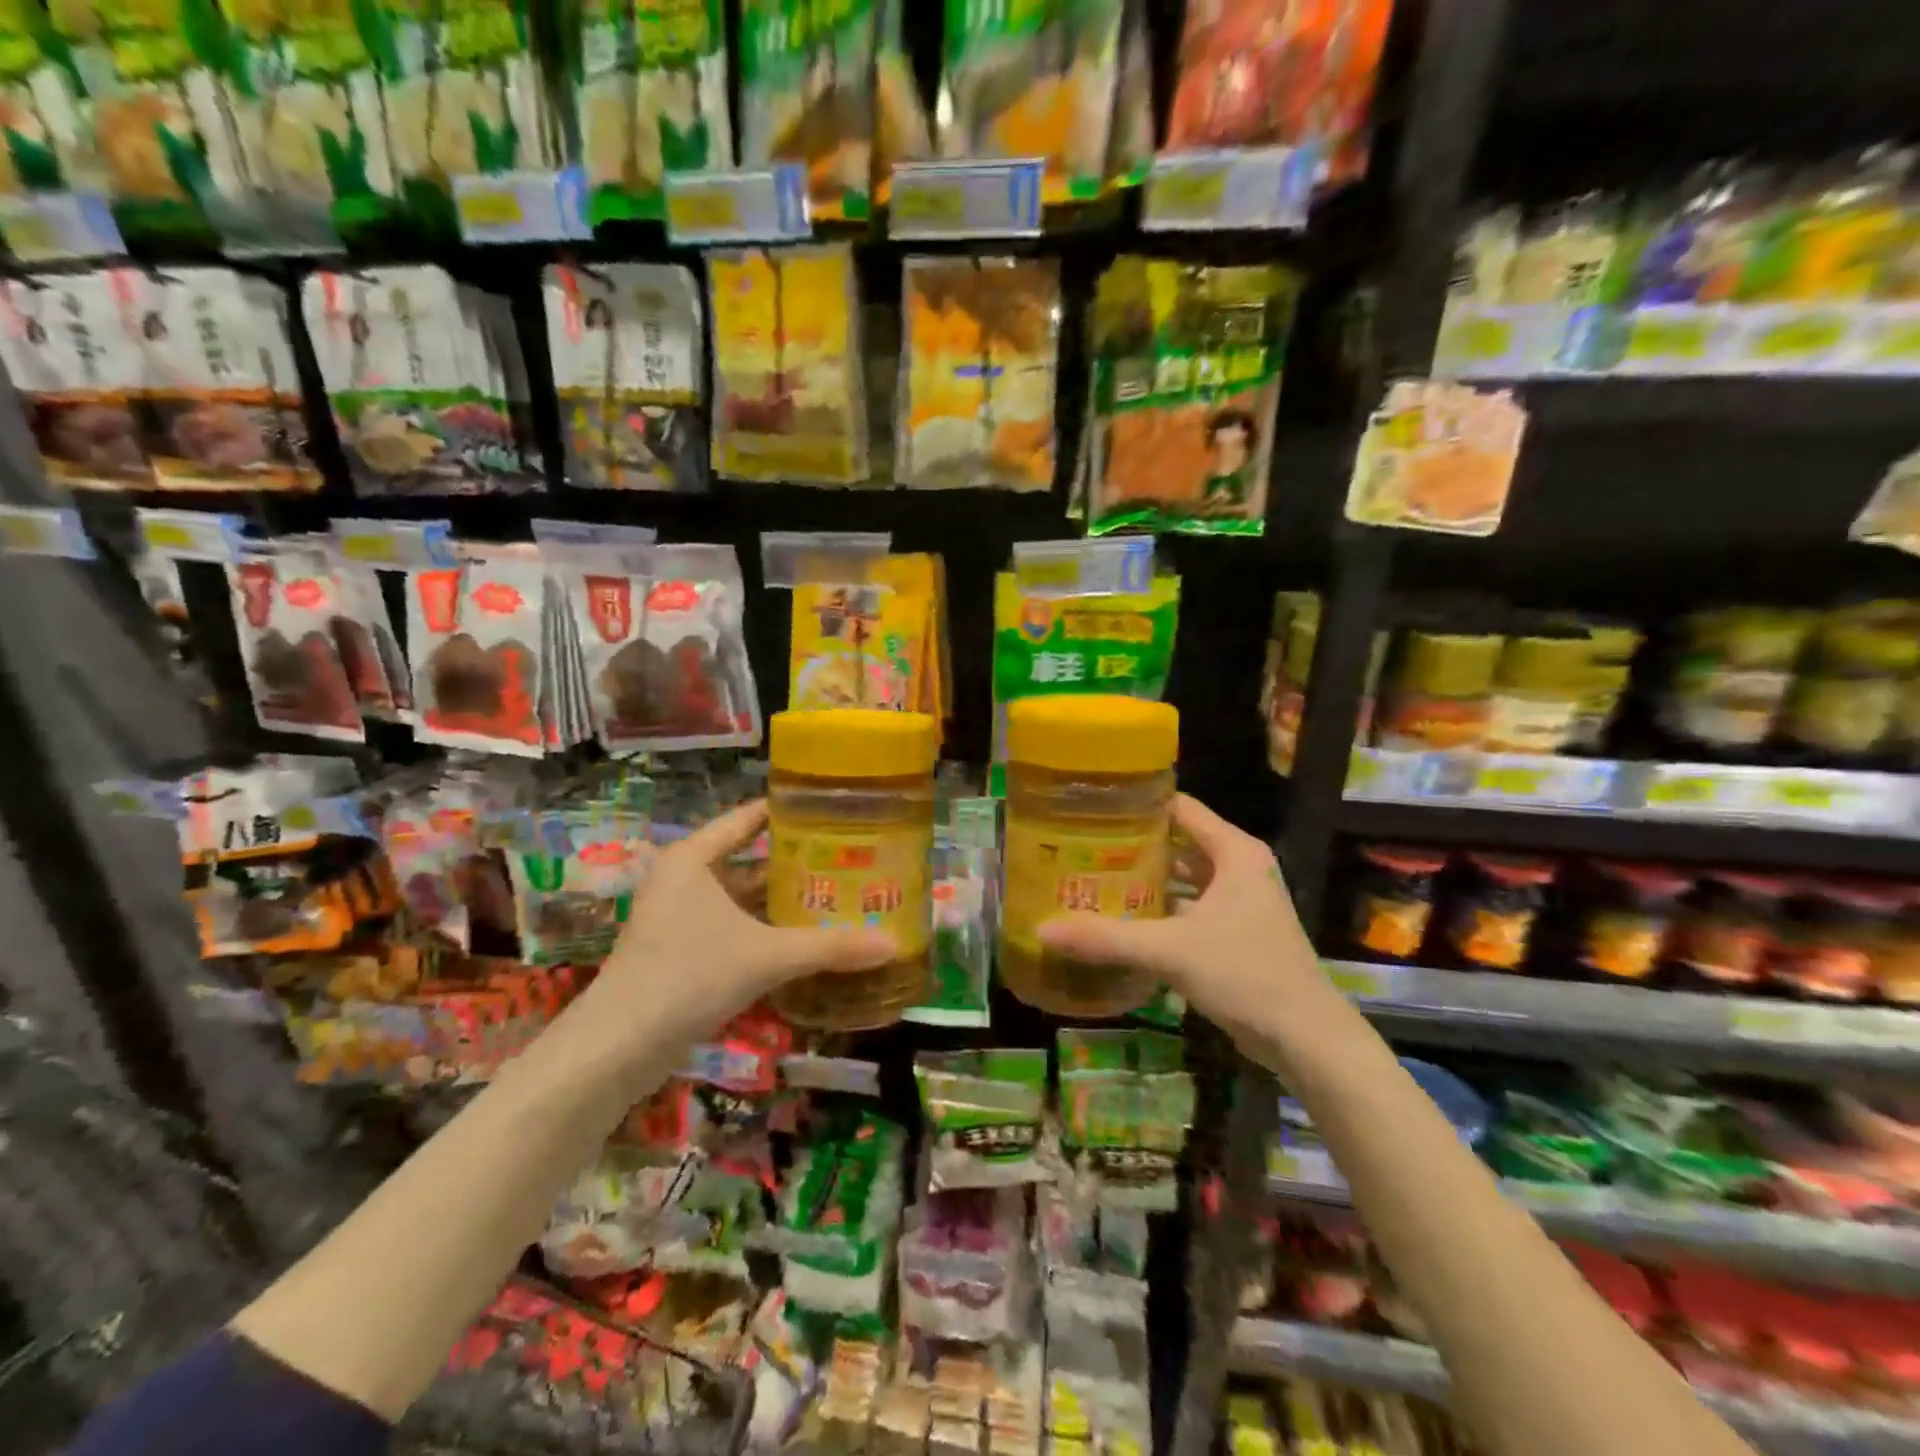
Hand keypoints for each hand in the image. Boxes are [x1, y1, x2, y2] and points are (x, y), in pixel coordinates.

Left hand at [570, 800, 895, 1060]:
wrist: (617, 1048)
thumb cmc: (688, 976)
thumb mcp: (766, 956)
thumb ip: (830, 948)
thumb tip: (893, 945)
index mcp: (693, 858)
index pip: (748, 818)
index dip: (789, 812)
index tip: (833, 810)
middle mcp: (683, 878)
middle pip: (749, 859)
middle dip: (796, 862)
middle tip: (849, 858)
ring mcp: (678, 915)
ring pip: (742, 897)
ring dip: (781, 901)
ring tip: (836, 895)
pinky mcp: (679, 950)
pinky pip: (732, 925)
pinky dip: (765, 929)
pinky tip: (804, 938)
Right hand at [1037, 795, 1338, 1055]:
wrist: (1307, 1038)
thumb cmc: (1245, 974)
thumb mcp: (1171, 951)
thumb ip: (1107, 938)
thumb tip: (1042, 929)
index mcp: (1235, 852)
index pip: (1180, 808)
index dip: (1138, 806)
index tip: (1093, 810)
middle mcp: (1240, 868)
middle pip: (1178, 843)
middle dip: (1133, 847)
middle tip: (1082, 849)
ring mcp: (1241, 902)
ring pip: (1184, 879)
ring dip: (1146, 882)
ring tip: (1094, 882)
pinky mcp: (1238, 933)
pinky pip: (1191, 909)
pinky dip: (1161, 912)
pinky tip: (1124, 923)